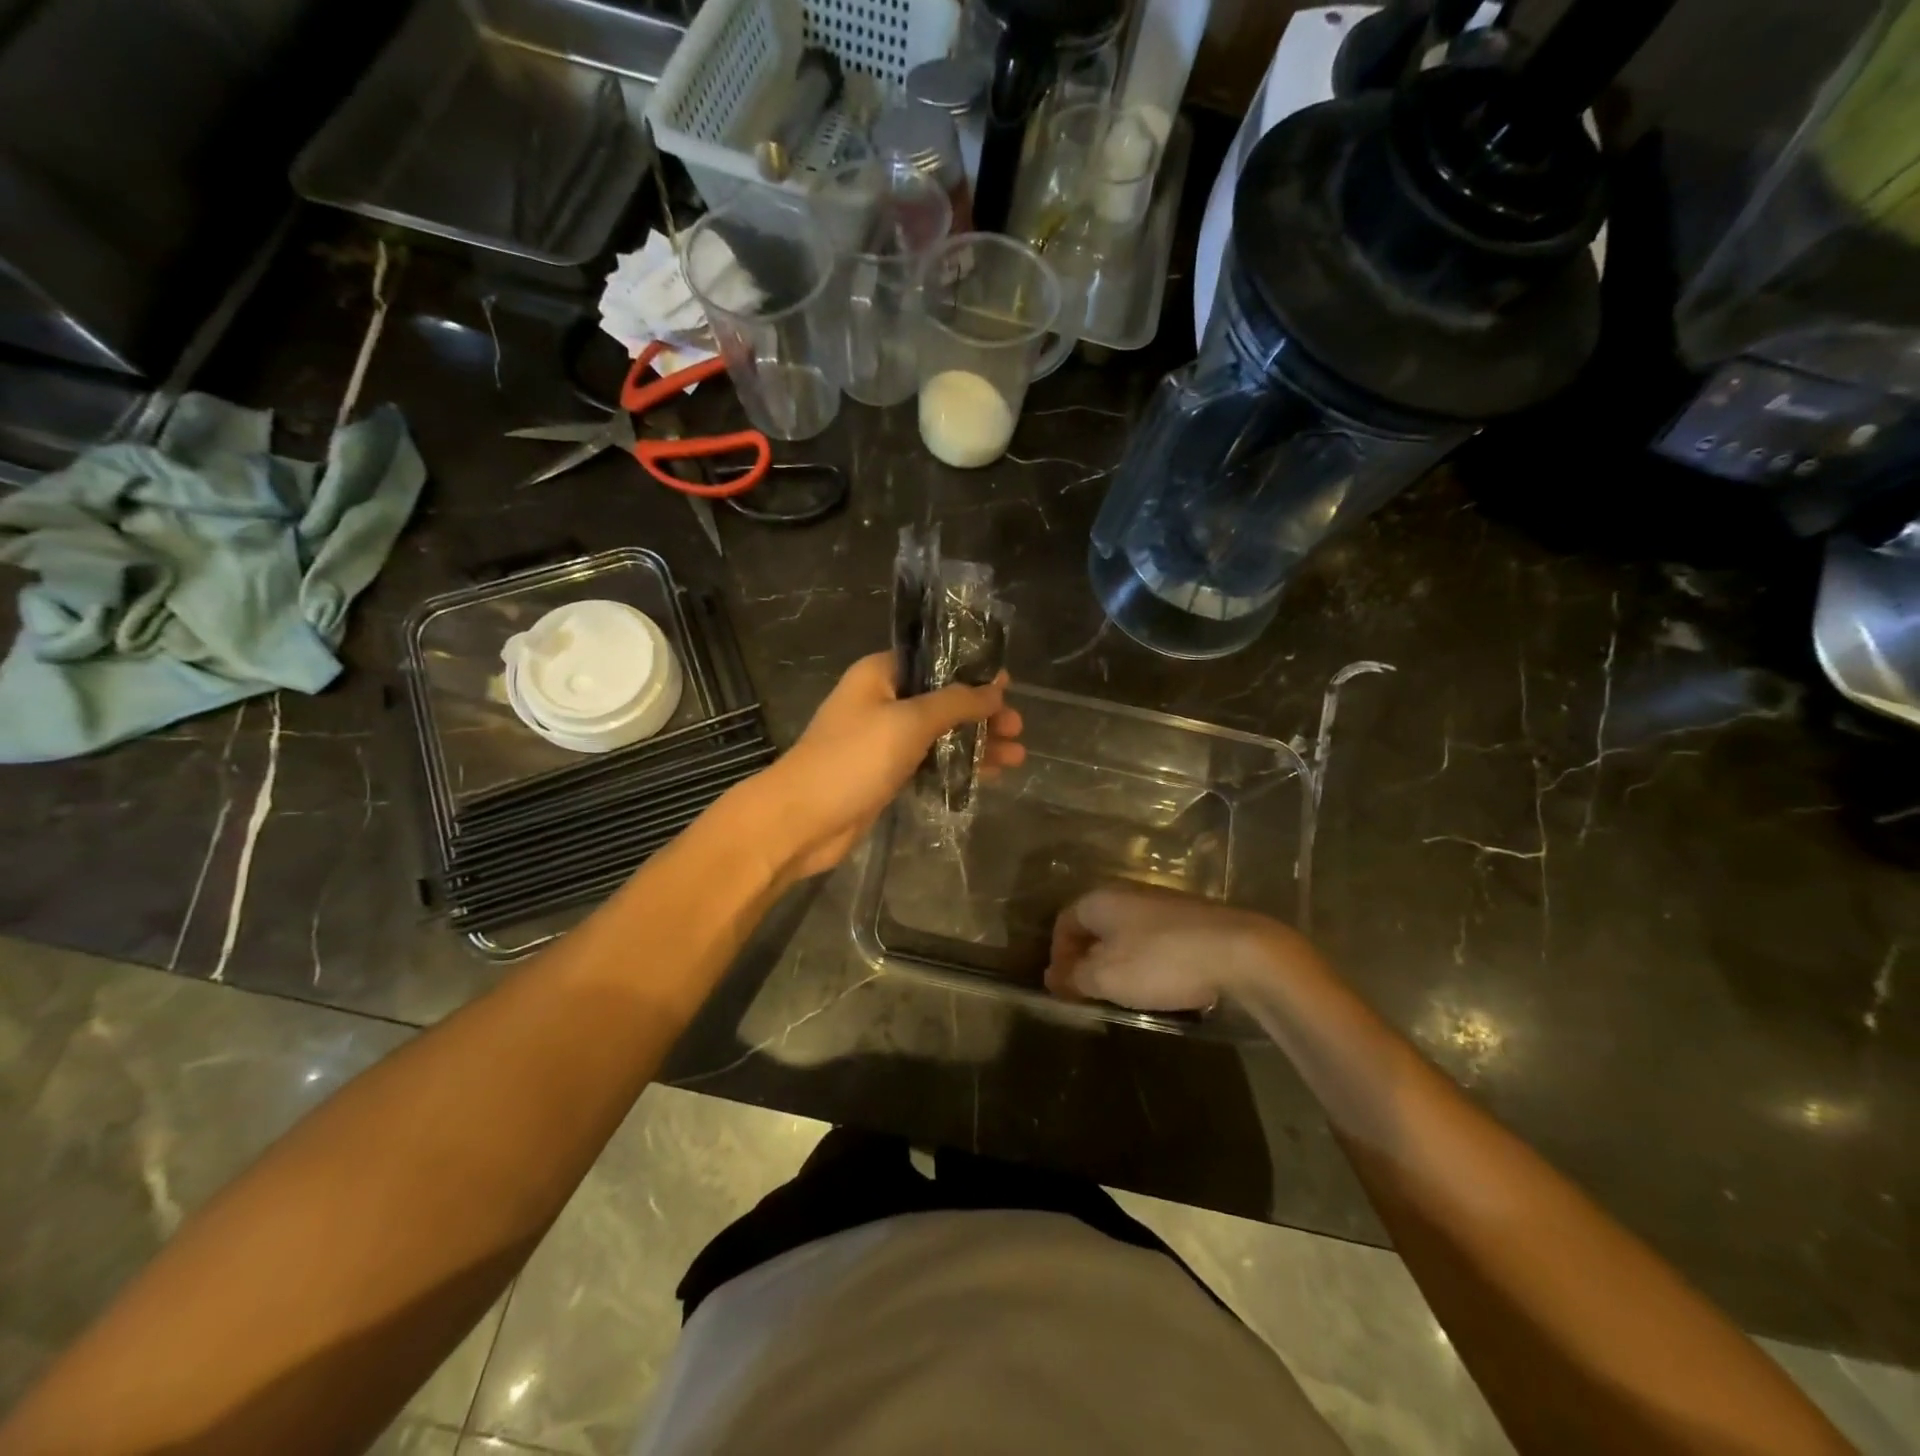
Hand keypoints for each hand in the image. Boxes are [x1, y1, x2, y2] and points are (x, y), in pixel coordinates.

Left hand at [746, 652, 1023, 880]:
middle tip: (1018, 729)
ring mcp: (883, 739)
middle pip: (942, 699)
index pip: (935, 661)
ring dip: (976, 744)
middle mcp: (882, 700)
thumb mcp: (909, 722)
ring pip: (939, 734)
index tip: (1009, 687)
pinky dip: (956, 766)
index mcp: (880, 674)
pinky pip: (929, 762)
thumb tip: (996, 689)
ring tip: (1017, 757)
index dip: (973, 671)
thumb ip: (955, 703)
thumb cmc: (853, 759)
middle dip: (982, 714)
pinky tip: (989, 776)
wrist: (802, 820)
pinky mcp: (885, 773)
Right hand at [1044, 884, 1316, 1011]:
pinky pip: (1154, 938)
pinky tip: (1161, 983)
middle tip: (1092, 992)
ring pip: (1125, 932)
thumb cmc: (1159, 961)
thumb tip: (1052, 976)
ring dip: (1119, 961)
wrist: (1238, 950)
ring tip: (1127, 993)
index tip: (1065, 987)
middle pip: (1095, 926)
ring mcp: (1161, 902)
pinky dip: (1148, 960)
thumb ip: (1073, 976)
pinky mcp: (1190, 917)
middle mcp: (1126, 892)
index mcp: (1099, 899)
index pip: (1064, 922)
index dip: (1058, 955)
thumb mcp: (1106, 977)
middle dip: (1088, 959)